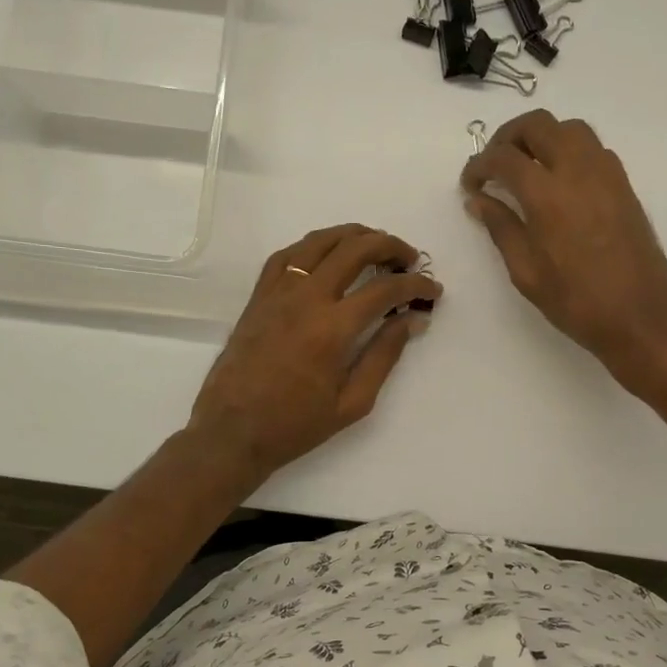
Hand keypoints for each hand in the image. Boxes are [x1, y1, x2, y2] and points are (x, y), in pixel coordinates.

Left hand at [189, 225, 439, 478]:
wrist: (232, 431)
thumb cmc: (296, 425)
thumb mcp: (353, 402)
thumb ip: (384, 356)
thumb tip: (410, 320)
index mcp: (333, 328)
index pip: (385, 289)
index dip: (416, 285)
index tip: (433, 290)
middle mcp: (306, 298)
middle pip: (354, 250)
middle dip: (390, 246)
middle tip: (410, 258)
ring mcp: (278, 292)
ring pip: (319, 242)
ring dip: (353, 236)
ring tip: (374, 243)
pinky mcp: (259, 296)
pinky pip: (288, 255)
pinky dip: (314, 246)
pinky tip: (327, 254)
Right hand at [462, 110, 666, 386]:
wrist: (638, 317)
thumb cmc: (575, 302)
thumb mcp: (526, 271)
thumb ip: (501, 227)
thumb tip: (479, 200)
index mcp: (547, 195)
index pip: (504, 157)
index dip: (479, 165)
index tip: (469, 184)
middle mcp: (578, 171)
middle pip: (538, 125)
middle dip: (508, 137)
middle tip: (494, 165)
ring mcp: (606, 174)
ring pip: (570, 129)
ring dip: (542, 137)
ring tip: (526, 166)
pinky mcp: (624, 185)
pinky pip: (593, 148)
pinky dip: (569, 150)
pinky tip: (559, 181)